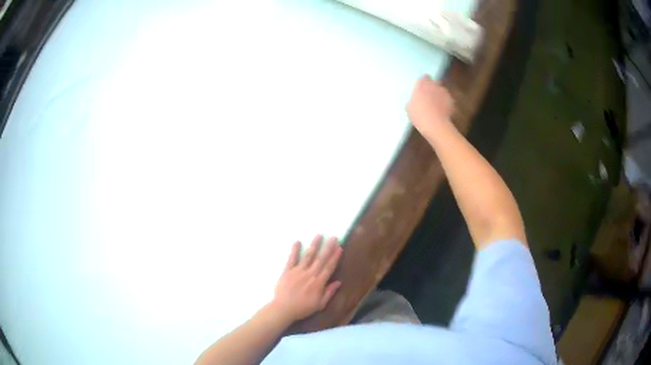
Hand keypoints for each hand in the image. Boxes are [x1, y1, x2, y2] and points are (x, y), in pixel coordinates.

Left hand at [271, 235, 342, 322]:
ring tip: (319, 235)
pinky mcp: (287, 271)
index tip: (339, 247)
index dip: (335, 257)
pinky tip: (297, 242)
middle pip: (321, 259)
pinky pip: (291, 259)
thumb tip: (339, 282)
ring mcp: (298, 271)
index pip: (329, 267)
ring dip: (314, 245)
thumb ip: (329, 292)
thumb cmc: (302, 308)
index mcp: (318, 283)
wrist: (283, 308)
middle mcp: (310, 274)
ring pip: (308, 256)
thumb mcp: (319, 305)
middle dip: (328, 248)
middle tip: (334, 237)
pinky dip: (294, 250)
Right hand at [407, 75, 454, 137]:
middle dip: (432, 88)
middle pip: (434, 83)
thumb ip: (413, 99)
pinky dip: (445, 103)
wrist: (435, 124)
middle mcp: (434, 84)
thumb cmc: (418, 115)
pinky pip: (447, 100)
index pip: (424, 77)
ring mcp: (444, 92)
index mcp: (422, 84)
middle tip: (428, 97)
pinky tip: (442, 111)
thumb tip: (414, 100)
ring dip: (439, 95)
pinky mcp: (451, 100)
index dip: (423, 83)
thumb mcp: (409, 107)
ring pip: (441, 90)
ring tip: (436, 105)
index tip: (421, 89)